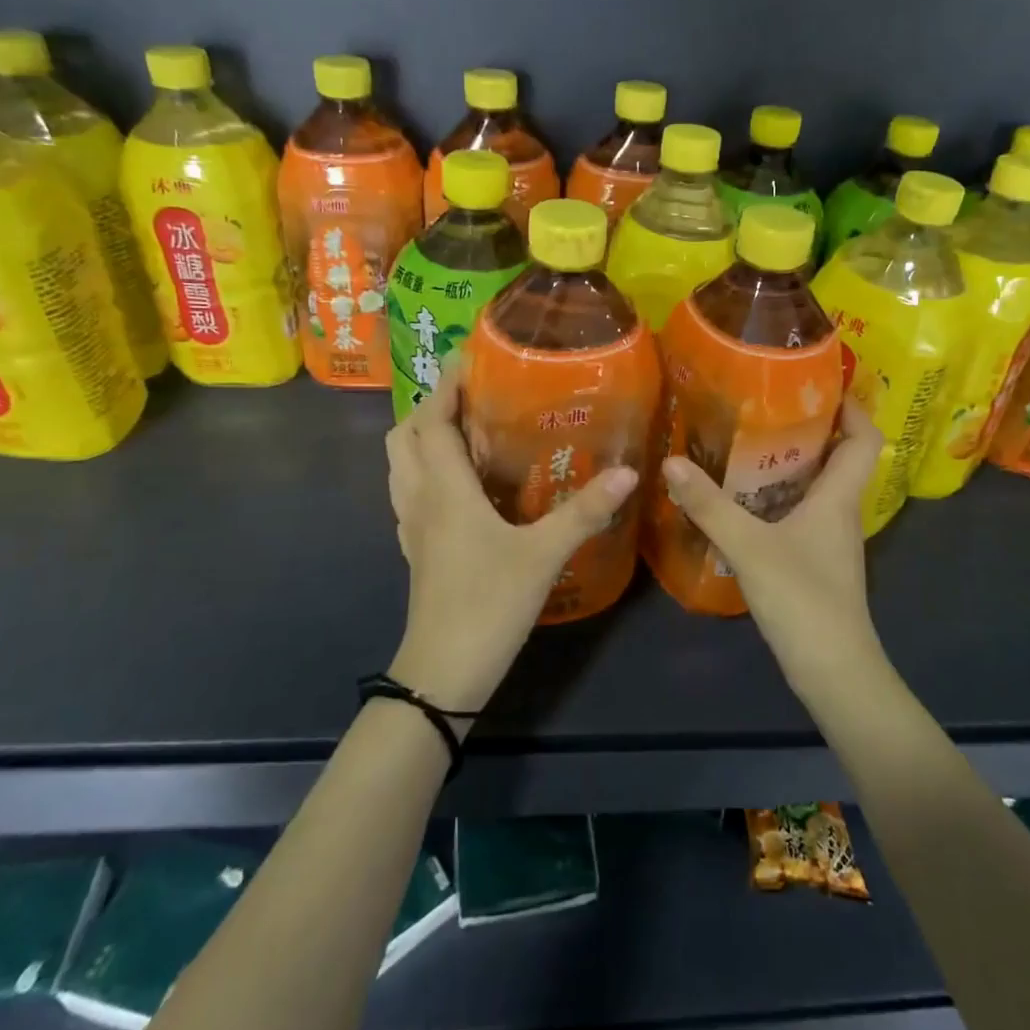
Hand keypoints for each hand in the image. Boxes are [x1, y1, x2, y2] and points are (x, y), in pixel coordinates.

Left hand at [384, 355, 638, 714]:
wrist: (443, 673)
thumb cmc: (489, 604)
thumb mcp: (544, 554)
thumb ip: (584, 512)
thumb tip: (627, 473)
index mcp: (444, 489)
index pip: (432, 420)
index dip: (445, 384)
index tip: (467, 356)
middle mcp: (420, 499)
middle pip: (405, 436)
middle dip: (431, 405)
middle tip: (472, 394)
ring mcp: (412, 526)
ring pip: (401, 464)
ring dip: (423, 436)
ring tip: (465, 428)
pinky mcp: (416, 549)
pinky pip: (410, 492)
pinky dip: (426, 470)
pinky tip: (461, 483)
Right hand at [660, 399, 887, 703]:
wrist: (834, 671)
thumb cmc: (803, 600)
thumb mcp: (749, 547)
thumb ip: (710, 505)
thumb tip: (671, 462)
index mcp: (839, 497)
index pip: (864, 437)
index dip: (851, 406)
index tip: (821, 382)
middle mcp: (841, 512)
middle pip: (840, 457)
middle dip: (811, 427)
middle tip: (768, 404)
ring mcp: (831, 540)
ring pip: (819, 486)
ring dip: (793, 462)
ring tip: (749, 441)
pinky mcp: (817, 562)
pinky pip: (803, 513)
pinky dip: (781, 496)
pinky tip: (746, 499)